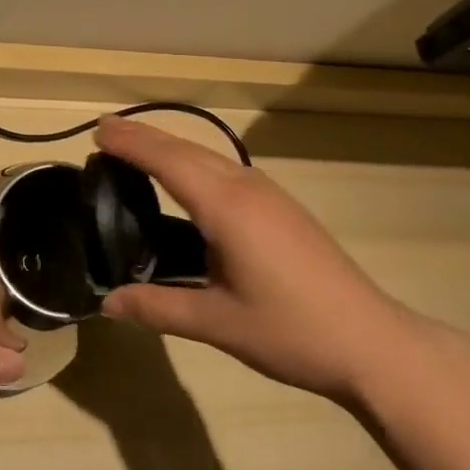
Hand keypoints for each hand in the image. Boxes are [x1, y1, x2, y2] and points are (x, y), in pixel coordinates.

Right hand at [95, 118, 449, 400]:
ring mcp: (267, 193)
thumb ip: (159, 308)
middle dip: (144, 137)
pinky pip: (225, 169)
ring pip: (208, 156)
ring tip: (136, 148)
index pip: (167, 161)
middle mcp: (245, 186)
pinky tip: (186, 179)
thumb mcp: (217, 323)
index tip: (98, 129)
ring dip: (170, 147)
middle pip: (186, 149)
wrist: (371, 340)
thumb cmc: (291, 332)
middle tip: (105, 131)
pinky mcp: (280, 205)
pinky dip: (193, 162)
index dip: (131, 142)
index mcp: (225, 207)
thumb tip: (108, 304)